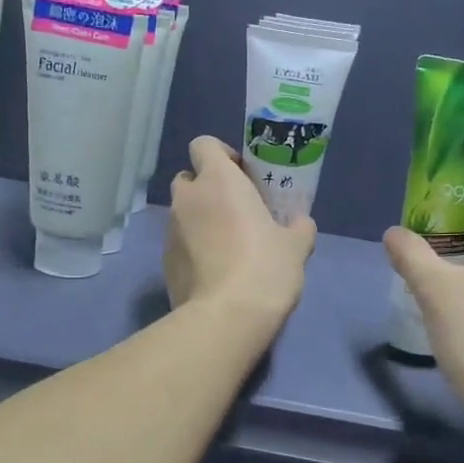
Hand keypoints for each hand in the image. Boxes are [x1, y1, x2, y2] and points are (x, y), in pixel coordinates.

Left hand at [165, 136, 315, 326]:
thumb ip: (298, 226)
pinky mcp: (164, 263)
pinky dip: (193, 250)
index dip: (221, 155)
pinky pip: (179, 245)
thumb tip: (299, 223)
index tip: (242, 176)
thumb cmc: (265, 268)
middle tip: (236, 211)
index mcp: (218, 181)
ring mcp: (170, 232)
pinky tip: (215, 273)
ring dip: (200, 221)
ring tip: (227, 248)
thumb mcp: (296, 246)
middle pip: (189, 179)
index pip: (204, 145)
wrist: (226, 317)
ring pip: (183, 214)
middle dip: (208, 189)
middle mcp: (187, 199)